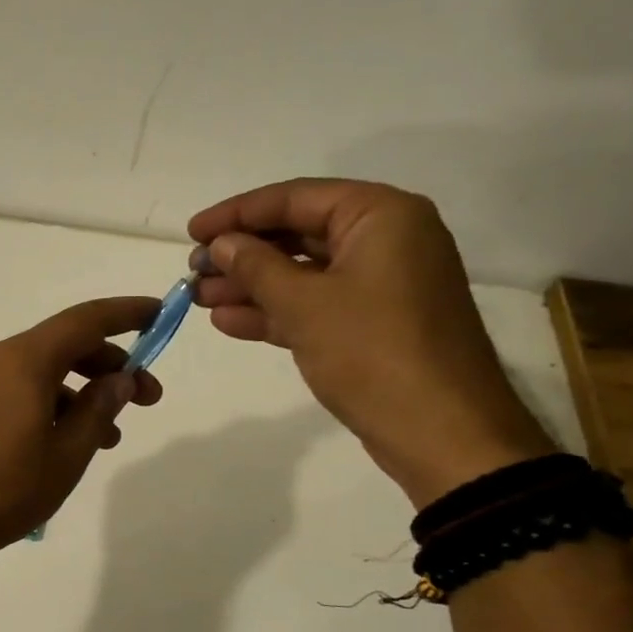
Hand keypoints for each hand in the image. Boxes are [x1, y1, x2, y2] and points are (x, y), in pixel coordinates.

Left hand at [0, 297, 164, 559]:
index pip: (84, 321)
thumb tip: (118, 379)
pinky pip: (6, 391)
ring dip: (74, 394)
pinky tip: (51, 443)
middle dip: (106, 367)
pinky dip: (39, 404)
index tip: (158, 313)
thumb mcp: (66, 455)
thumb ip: (97, 410)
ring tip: (102, 437)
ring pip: (32, 373)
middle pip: (59, 346)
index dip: (126, 314)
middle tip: (144, 400)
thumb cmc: (3, 490)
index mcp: (23, 360)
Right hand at [187, 179, 553, 505]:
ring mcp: (381, 285)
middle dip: (242, 254)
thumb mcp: (304, 304)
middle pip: (298, 234)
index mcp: (381, 216)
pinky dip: (275, 312)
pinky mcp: (373, 324)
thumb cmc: (372, 352)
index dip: (237, 214)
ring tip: (199, 298)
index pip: (295, 199)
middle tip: (193, 271)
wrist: (441, 432)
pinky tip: (229, 322)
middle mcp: (385, 240)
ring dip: (250, 286)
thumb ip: (256, 266)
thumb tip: (222, 244)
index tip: (191, 232)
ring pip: (303, 274)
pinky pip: (316, 305)